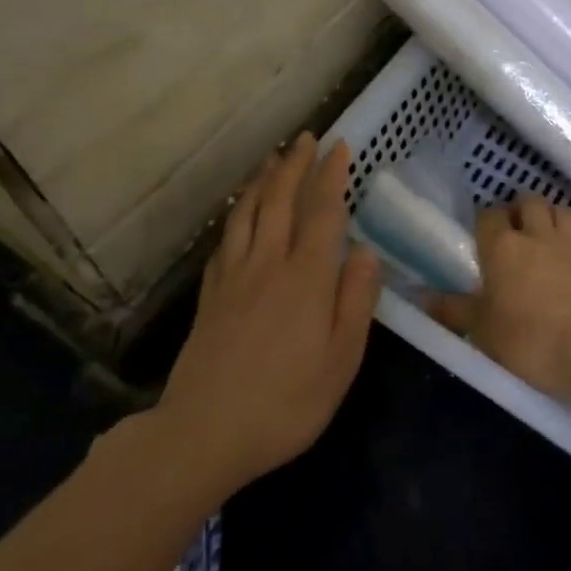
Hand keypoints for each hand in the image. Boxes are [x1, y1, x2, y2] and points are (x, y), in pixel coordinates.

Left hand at [156, 134, 381, 495]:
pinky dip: (235, 215)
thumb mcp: (341, 362)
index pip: (322, 212)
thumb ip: (356, 302)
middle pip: (281, 200)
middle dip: (296, 164)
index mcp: (307, 278)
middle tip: (307, 138)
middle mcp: (269, 263)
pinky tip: (238, 213)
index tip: (341, 147)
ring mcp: (234, 276)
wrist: (203, 433)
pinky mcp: (210, 294)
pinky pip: (225, 239)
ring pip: (248, 212)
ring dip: (262, 179)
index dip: (333, 176)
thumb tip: (366, 252)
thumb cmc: (285, 403)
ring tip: (273, 157)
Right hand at [426, 194, 570, 401]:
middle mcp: (537, 237)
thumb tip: (420, 296)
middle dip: (520, 208)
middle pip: (529, 202)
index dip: (484, 219)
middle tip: (513, 228)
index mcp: (502, 247)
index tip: (480, 234)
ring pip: (563, 213)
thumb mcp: (482, 331)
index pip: (488, 215)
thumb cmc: (528, 339)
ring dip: (552, 218)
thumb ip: (452, 310)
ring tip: (544, 235)